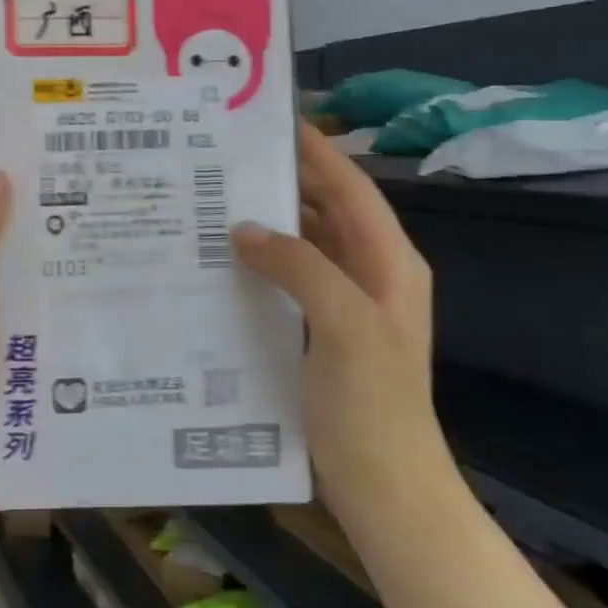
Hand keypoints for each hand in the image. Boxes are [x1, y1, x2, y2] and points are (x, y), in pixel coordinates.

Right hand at [232, 124, 449, 521]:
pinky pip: (290, 280)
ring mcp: (345, 305)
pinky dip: (263, 263)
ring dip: (270, 222)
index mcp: (390, 262)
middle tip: (228, 158)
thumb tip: (245, 229)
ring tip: (217, 198)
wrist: (385, 486)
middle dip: (285, 181)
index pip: (350, 188)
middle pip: (326, 211)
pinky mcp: (320, 331)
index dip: (316, 152)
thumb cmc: (372, 403)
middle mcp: (370, 273)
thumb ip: (300, 266)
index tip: (272, 120)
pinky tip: (225, 260)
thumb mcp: (344, 324)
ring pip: (306, 245)